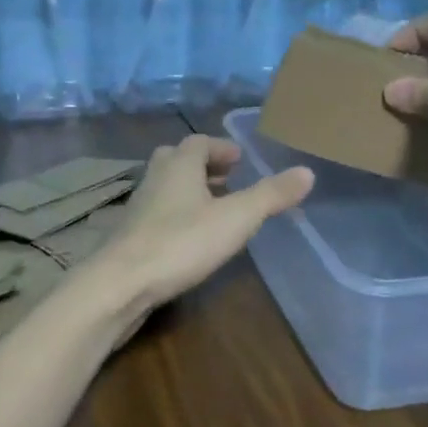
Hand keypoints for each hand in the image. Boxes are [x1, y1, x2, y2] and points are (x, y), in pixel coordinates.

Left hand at [94, 135, 312, 321]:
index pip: (199, 142)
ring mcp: (138, 207)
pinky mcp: (129, 236)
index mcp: (179, 164)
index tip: (240, 160)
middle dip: (203, 167)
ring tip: (214, 210)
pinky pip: (156, 214)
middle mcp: (155, 178)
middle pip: (177, 160)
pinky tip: (189, 240)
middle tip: (228, 180)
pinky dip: (176, 216)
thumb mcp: (236, 218)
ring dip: (189, 192)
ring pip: (165, 187)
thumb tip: (307, 171)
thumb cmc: (181, 242)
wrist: (120, 284)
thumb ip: (271, 195)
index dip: (221, 148)